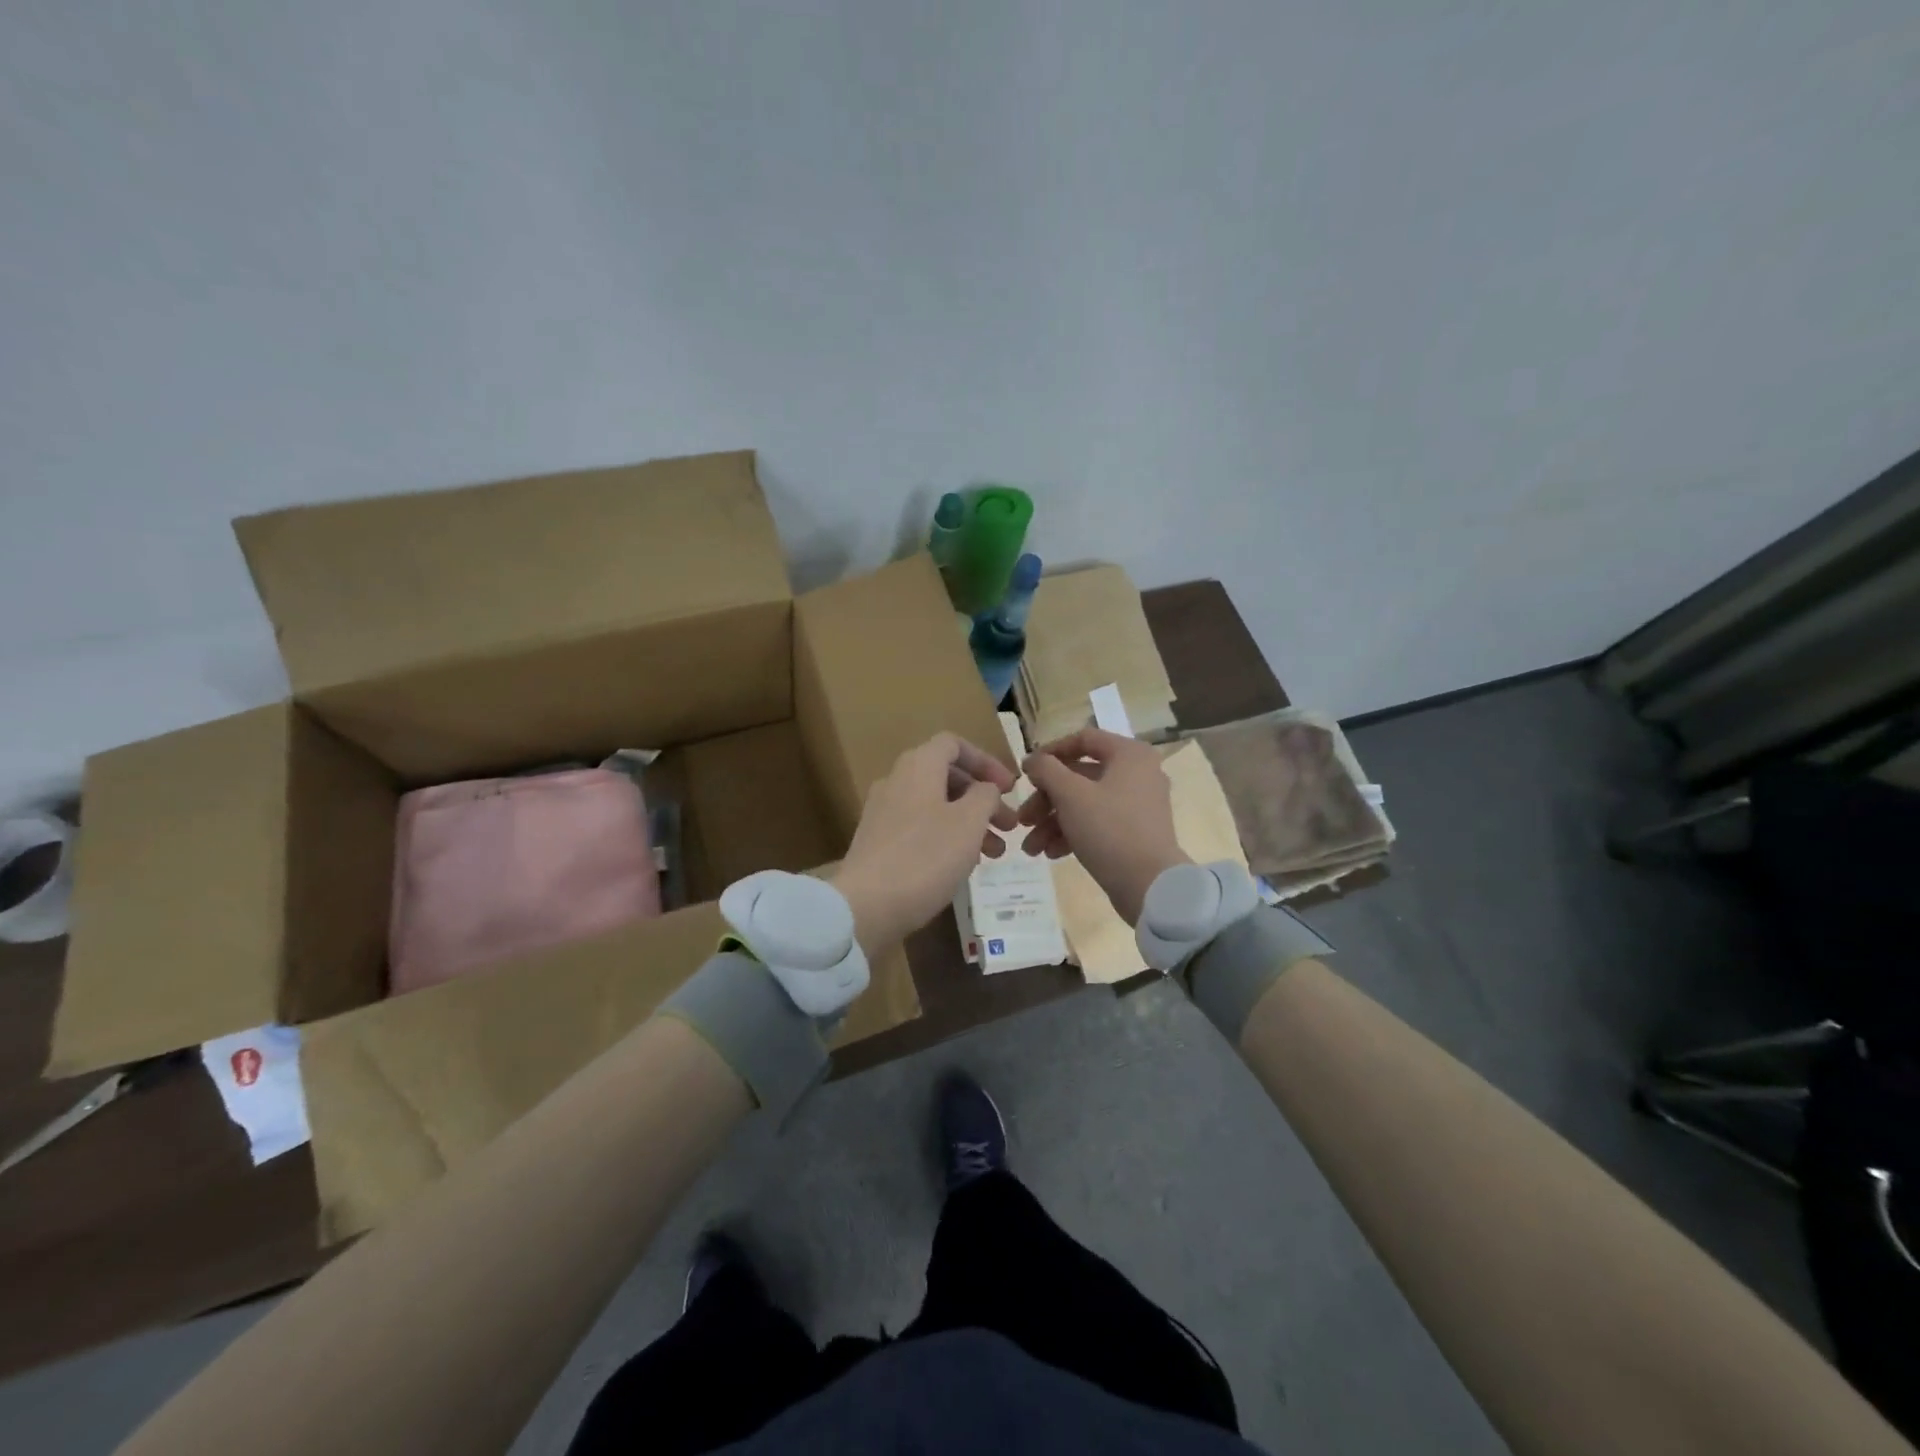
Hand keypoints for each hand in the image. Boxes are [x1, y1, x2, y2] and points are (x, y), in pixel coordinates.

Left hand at [833, 733, 1018, 956]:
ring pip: (936, 806)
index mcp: (918, 766)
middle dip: (983, 799)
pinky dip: (946, 838)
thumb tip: (984, 789)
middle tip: (1009, 826)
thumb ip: (985, 796)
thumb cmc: (925, 857)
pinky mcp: (878, 843)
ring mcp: (883, 813)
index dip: (986, 761)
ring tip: (995, 853)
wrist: (866, 906)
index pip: (954, 745)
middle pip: (947, 777)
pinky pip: (920, 828)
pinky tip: (963, 865)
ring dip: (969, 823)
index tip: (1010, 788)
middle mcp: (896, 781)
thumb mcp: (969, 822)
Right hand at [1018, 728, 1189, 924]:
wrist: (1150, 886)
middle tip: (1023, 819)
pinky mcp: (1135, 832)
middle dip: (1046, 800)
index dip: (1050, 752)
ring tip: (1031, 848)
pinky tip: (1051, 854)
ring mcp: (1138, 805)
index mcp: (1129, 754)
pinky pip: (1098, 823)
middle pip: (1079, 776)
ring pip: (1085, 803)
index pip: (1083, 739)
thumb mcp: (1071, 795)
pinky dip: (1073, 834)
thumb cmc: (1110, 830)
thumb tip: (1033, 760)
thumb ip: (1047, 770)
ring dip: (1053, 822)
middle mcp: (1137, 773)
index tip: (1026, 772)